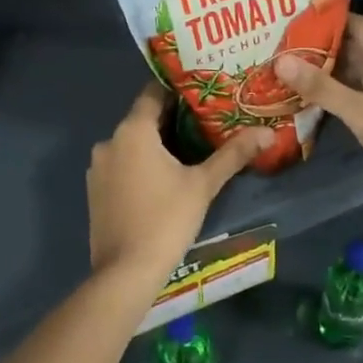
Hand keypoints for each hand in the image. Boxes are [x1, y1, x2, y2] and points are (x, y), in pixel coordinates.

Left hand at [88, 85, 268, 287]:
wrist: (126, 273)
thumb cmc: (166, 219)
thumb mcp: (204, 184)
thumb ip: (233, 154)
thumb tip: (267, 132)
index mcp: (133, 131)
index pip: (153, 92)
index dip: (178, 89)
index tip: (202, 92)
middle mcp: (109, 141)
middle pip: (143, 119)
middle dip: (172, 119)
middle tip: (206, 121)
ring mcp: (98, 168)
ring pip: (131, 144)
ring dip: (155, 144)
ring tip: (189, 149)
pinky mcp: (95, 191)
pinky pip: (121, 165)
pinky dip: (140, 164)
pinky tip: (163, 178)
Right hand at [275, 14, 362, 189]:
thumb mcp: (362, 112)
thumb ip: (322, 87)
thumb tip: (281, 60)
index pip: (354, 24)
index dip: (324, 19)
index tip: (290, 19)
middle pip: (349, 45)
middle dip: (316, 45)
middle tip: (278, 43)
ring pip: (350, 69)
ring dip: (322, 68)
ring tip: (284, 64)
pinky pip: (353, 89)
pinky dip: (332, 88)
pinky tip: (305, 92)